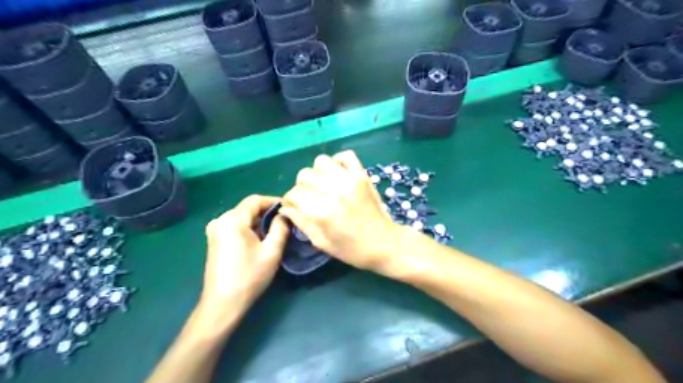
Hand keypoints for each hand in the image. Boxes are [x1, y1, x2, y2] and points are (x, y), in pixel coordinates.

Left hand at [195, 194, 286, 331]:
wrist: (223, 304)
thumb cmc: (249, 276)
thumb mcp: (271, 251)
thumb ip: (281, 228)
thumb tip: (285, 215)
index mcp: (232, 220)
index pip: (256, 200)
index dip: (274, 201)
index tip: (290, 208)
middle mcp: (221, 220)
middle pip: (248, 207)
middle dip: (268, 212)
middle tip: (286, 220)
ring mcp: (215, 230)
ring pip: (243, 217)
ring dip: (260, 221)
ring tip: (277, 230)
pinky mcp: (215, 240)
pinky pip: (236, 226)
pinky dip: (250, 228)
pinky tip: (261, 239)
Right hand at [280, 152, 400, 273]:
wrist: (385, 243)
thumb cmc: (352, 249)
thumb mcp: (322, 243)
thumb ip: (302, 223)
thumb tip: (286, 208)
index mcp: (322, 211)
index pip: (294, 194)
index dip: (290, 201)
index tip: (294, 207)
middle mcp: (334, 190)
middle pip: (304, 175)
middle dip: (301, 187)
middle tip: (309, 198)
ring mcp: (350, 179)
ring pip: (321, 161)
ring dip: (317, 173)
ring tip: (323, 186)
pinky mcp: (362, 175)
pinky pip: (346, 156)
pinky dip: (338, 162)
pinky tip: (337, 175)